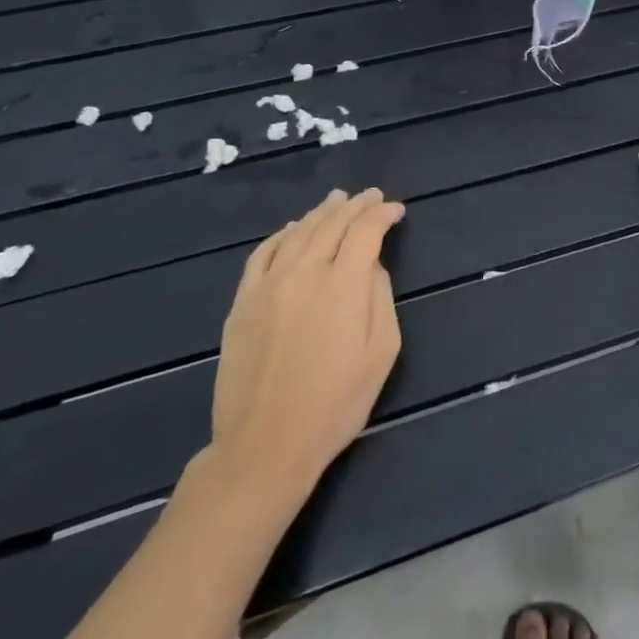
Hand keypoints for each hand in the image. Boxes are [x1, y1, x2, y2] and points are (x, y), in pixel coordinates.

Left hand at [210, 189, 405, 486]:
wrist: (266, 443)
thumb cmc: (337, 402)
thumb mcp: (382, 352)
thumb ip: (381, 299)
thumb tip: (372, 267)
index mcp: (343, 284)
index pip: (365, 231)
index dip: (383, 215)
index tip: (397, 210)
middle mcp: (304, 272)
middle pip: (331, 224)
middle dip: (355, 205)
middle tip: (371, 196)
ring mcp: (267, 285)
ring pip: (297, 233)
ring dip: (321, 213)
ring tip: (337, 200)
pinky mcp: (242, 303)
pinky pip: (262, 254)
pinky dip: (281, 235)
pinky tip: (291, 230)